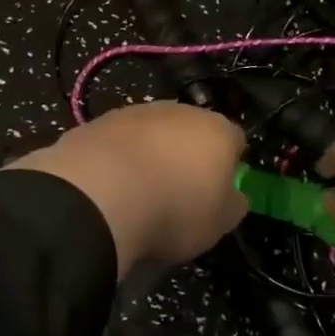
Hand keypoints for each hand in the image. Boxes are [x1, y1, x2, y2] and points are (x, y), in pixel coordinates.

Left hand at [8, 102, 247, 276]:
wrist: (99, 195)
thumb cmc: (174, 210)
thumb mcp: (218, 223)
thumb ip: (232, 204)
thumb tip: (234, 195)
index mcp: (218, 131)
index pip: (235, 140)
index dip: (230, 165)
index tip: (219, 191)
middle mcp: (180, 111)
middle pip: (192, 131)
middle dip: (189, 154)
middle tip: (180, 191)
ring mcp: (137, 112)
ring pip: (154, 132)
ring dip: (152, 153)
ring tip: (139, 192)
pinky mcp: (100, 121)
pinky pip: (120, 141)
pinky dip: (119, 158)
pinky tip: (110, 185)